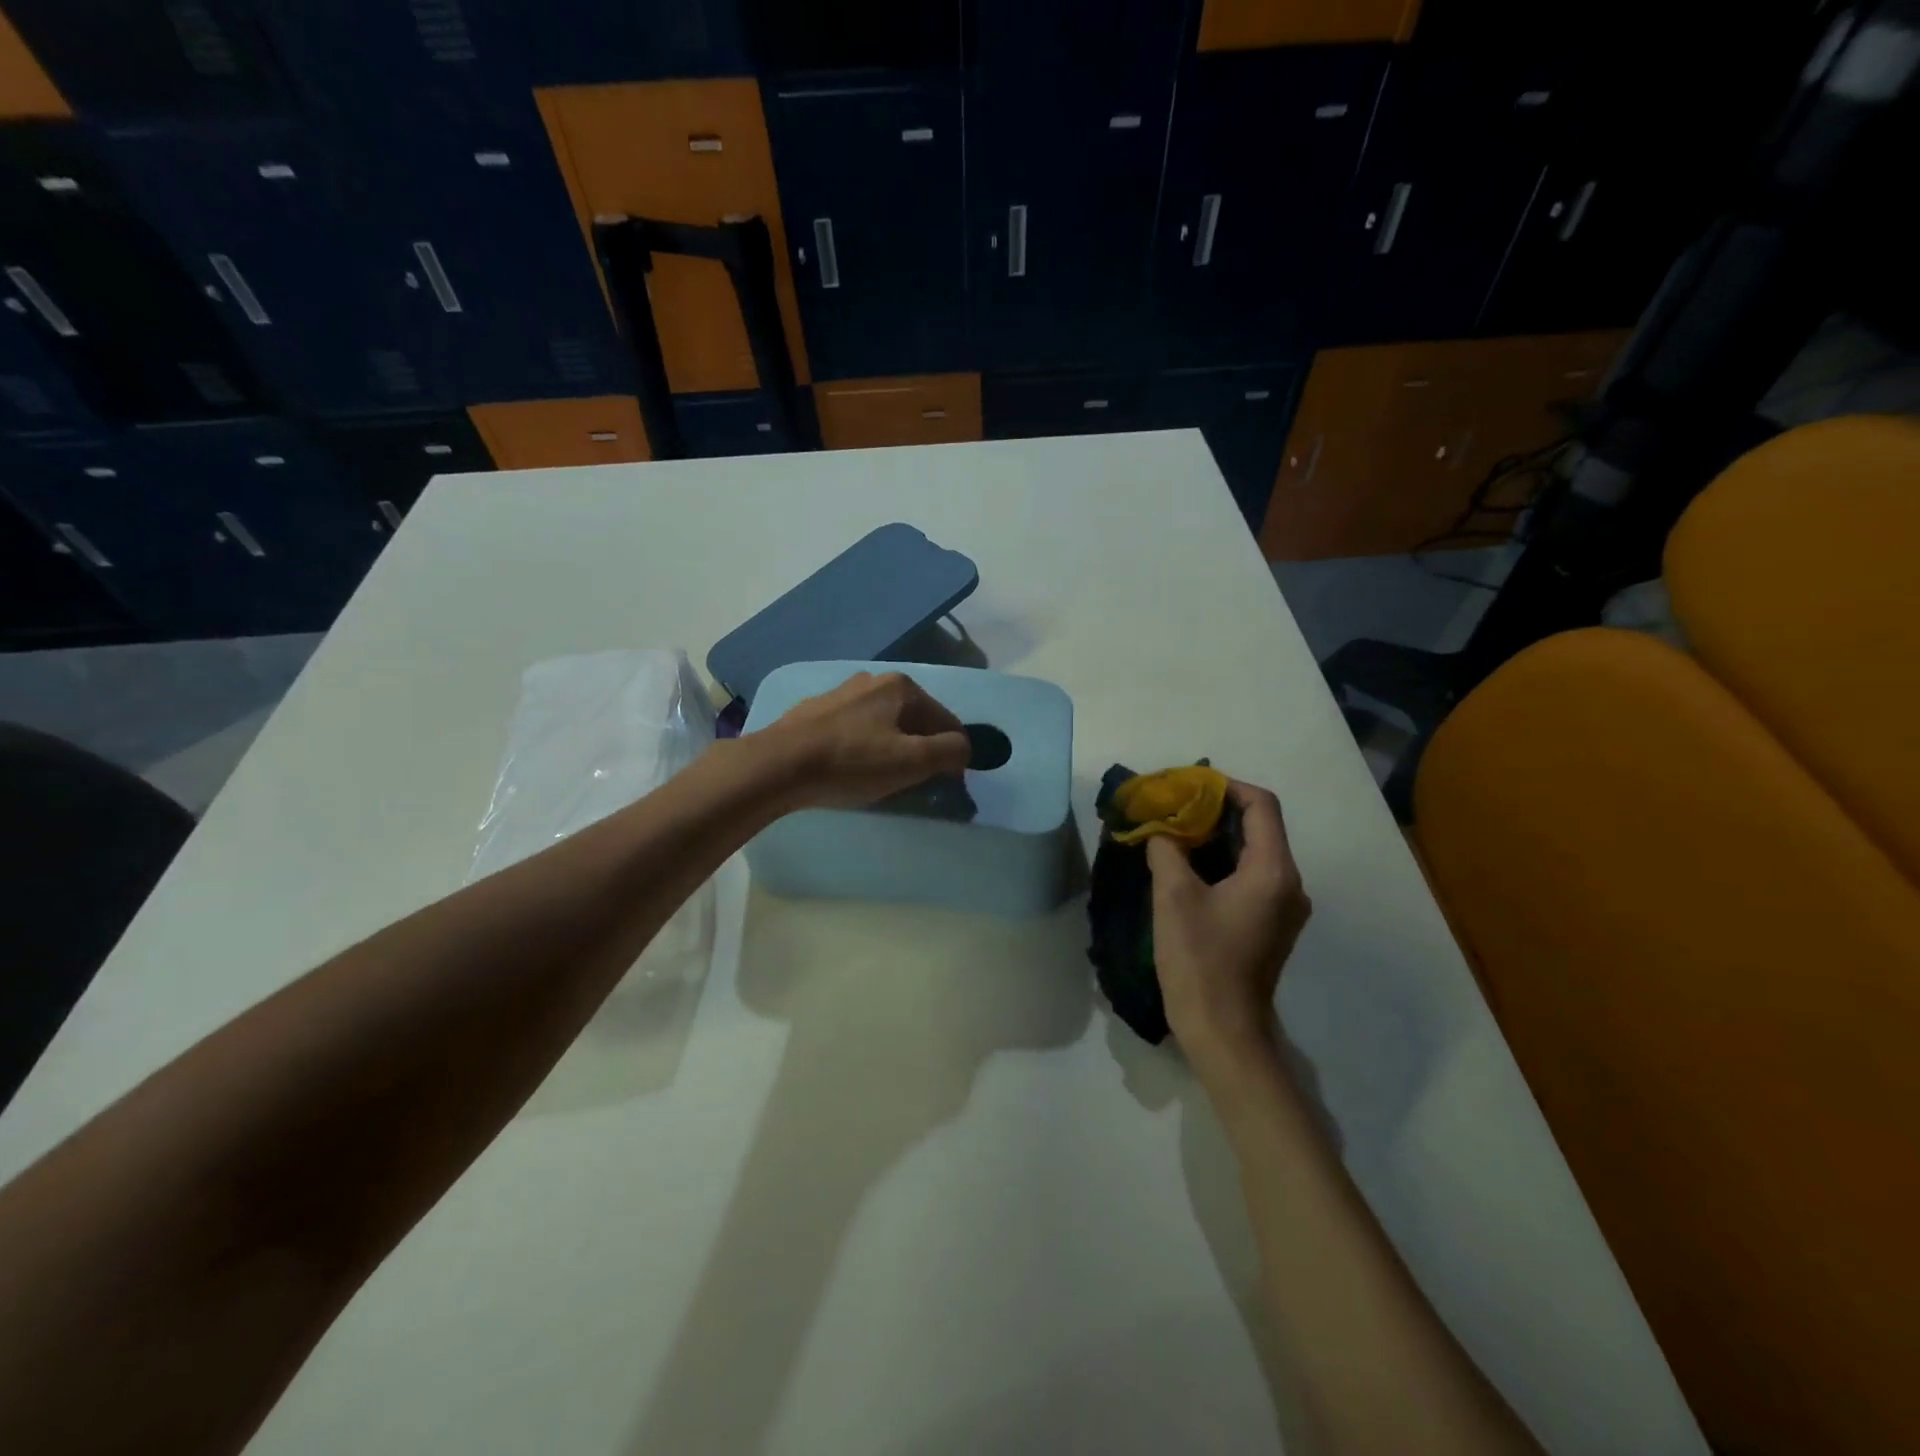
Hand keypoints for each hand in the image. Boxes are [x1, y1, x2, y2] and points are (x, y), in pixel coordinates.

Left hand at [761, 671, 970, 809]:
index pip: (946, 720)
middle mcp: (873, 680)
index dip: (953, 754)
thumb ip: (950, 752)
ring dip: (892, 747)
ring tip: (882, 777)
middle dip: (921, 749)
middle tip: (915, 781)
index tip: (948, 783)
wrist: (778, 765)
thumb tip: (964, 748)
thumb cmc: (851, 762)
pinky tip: (850, 767)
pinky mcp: (815, 711)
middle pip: (914, 719)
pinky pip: (854, 729)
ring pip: (883, 723)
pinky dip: (862, 746)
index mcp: (902, 687)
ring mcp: (841, 693)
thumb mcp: (912, 762)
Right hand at [1147, 782, 1310, 1072]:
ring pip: (1255, 852)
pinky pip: (1252, 876)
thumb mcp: (1173, 896)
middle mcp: (1290, 884)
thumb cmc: (1200, 960)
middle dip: (1217, 810)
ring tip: (1176, 831)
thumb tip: (1161, 830)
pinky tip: (1189, 866)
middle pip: (1261, 827)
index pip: (1262, 806)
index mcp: (1274, 871)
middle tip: (1175, 806)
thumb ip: (1167, 850)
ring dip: (1218, 837)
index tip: (1188, 786)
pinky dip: (1224, 862)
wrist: (1223, 1030)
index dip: (1226, 787)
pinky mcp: (1272, 924)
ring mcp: (1284, 907)